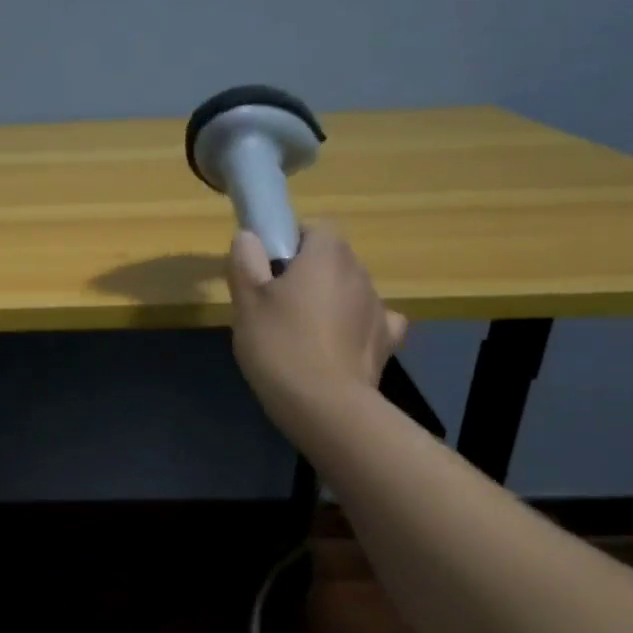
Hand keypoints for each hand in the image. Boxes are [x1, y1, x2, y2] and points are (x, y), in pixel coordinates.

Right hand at [226, 223, 406, 433]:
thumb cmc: (279, 344)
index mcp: (326, 255)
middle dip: (309, 273)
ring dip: (330, 301)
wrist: (324, 405)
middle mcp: (358, 273)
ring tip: (302, 333)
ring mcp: (377, 307)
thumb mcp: (246, 301)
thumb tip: (249, 237)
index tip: (270, 266)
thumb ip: (246, 262)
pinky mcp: (386, 340)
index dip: (293, 241)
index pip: (316, 227)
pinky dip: (356, 326)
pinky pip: (371, 321)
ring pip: (349, 290)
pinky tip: (338, 344)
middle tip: (276, 304)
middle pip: (333, 259)